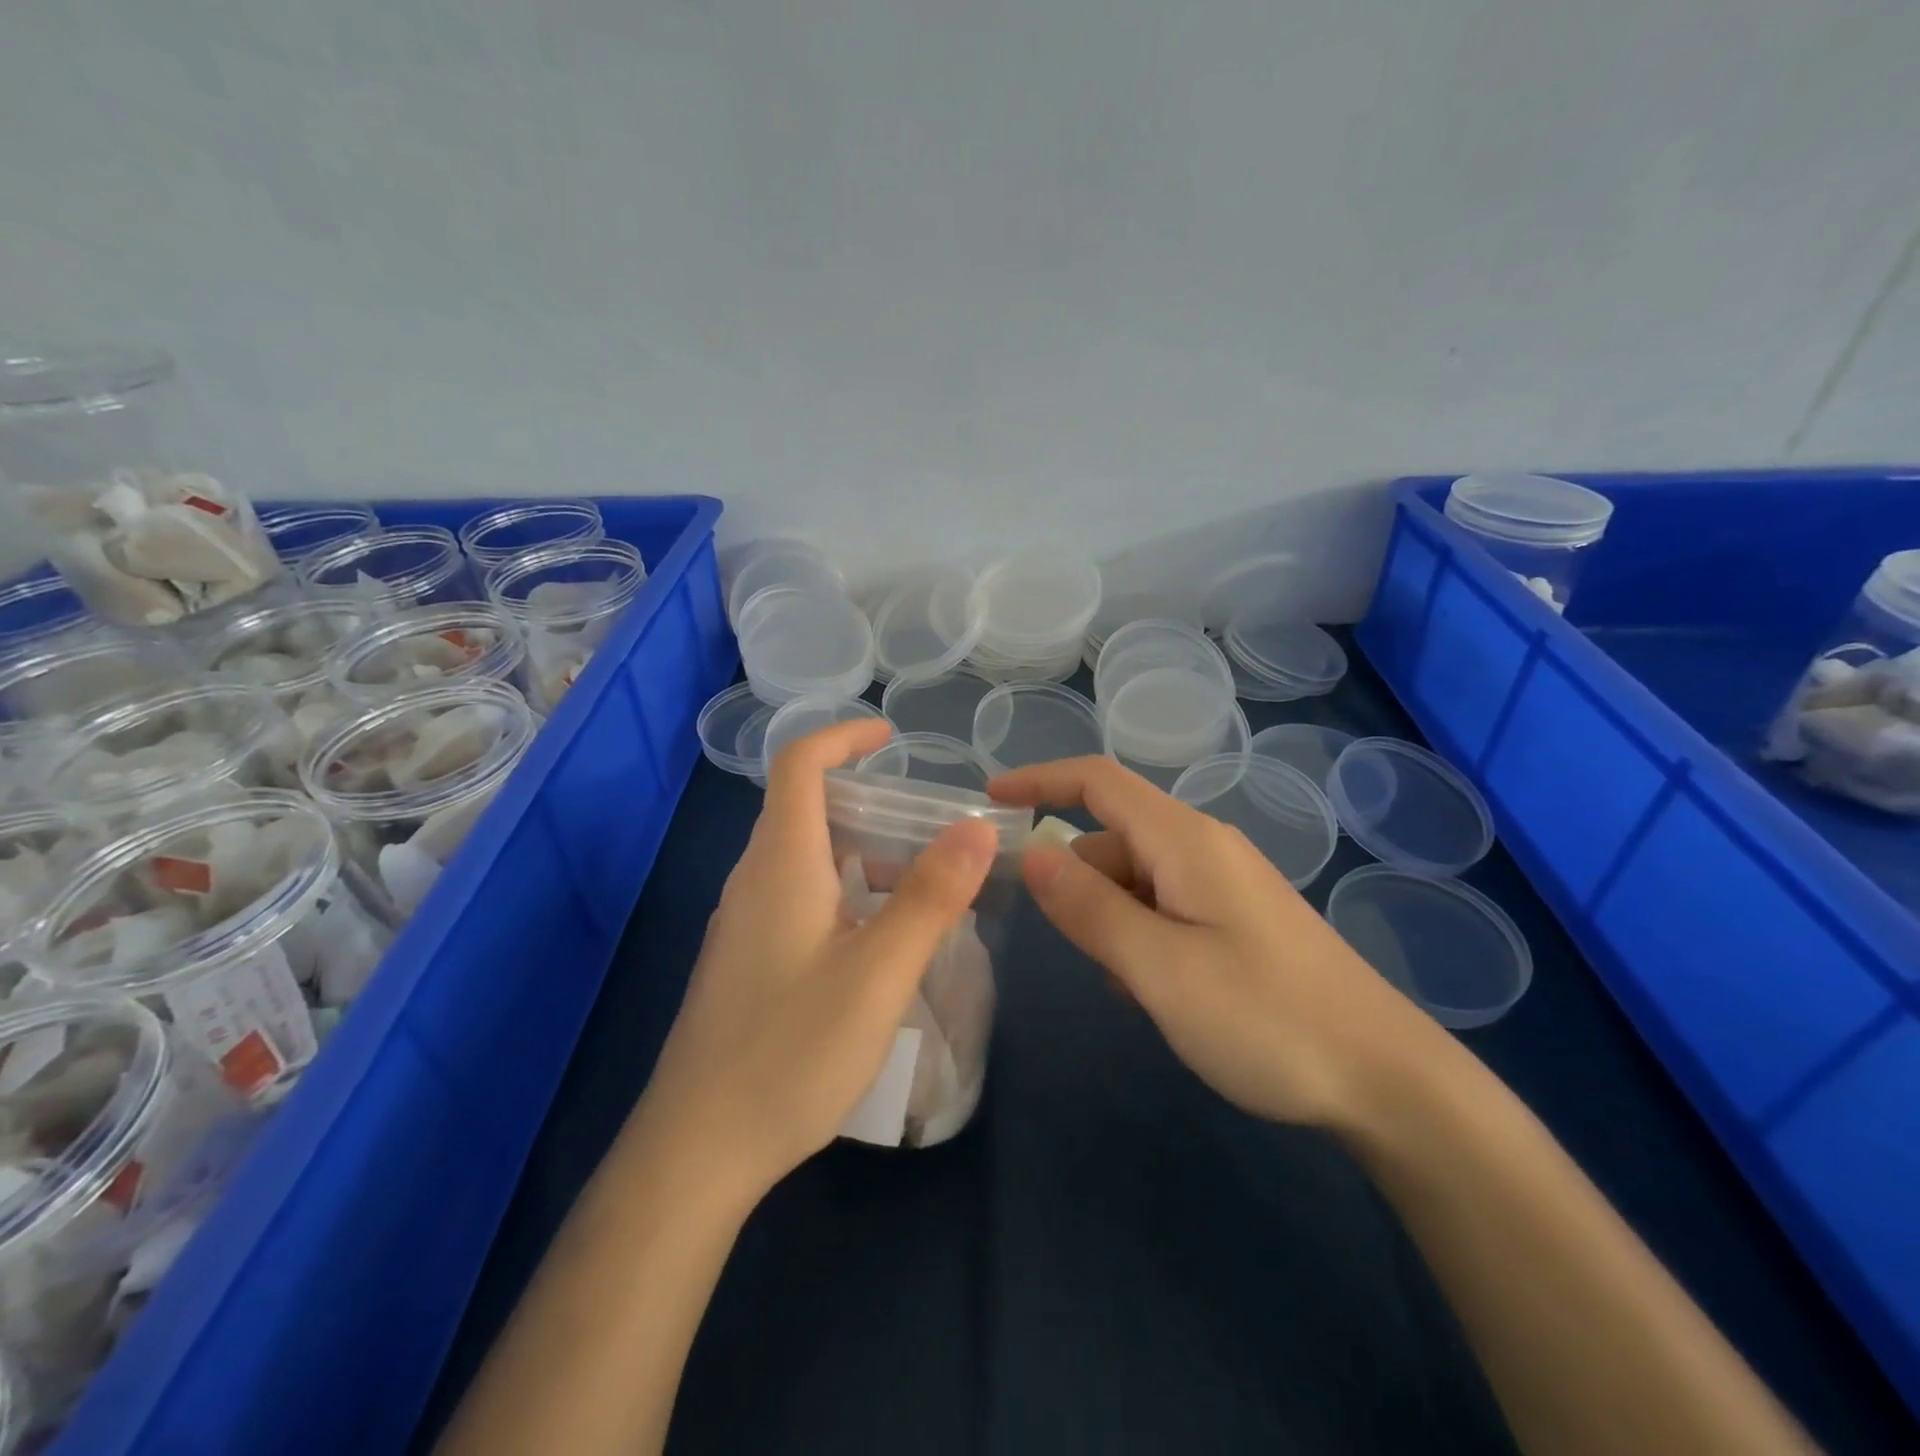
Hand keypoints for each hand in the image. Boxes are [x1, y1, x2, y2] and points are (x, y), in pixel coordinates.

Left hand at [634, 718, 996, 1201]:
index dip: (843, 737)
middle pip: (804, 807)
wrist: (697, 1150)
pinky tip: (879, 938)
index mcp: (780, 863)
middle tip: (930, 825)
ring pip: (805, 856)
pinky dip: (844, 889)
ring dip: (861, 850)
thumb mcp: (878, 973)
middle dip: (869, 799)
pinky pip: (797, 896)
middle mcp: (754, 880)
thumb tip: (975, 828)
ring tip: (920, 880)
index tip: (891, 738)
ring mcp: (744, 922)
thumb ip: (930, 897)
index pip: (798, 764)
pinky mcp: (746, 959)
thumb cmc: (790, 1052)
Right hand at [990, 756, 1437, 1130]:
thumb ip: (1089, 909)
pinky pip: (1165, 908)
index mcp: (1185, 840)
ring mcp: (1225, 885)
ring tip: (1124, 986)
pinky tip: (1155, 992)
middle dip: (1075, 881)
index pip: (1098, 782)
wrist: (1386, 1080)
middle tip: (1060, 945)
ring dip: (1110, 920)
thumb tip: (1032, 855)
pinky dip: (1140, 937)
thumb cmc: (1266, 1018)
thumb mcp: (1160, 968)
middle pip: (1112, 839)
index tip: (988, 800)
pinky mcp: (1238, 920)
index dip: (1040, 780)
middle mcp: (1204, 848)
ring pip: (1136, 880)